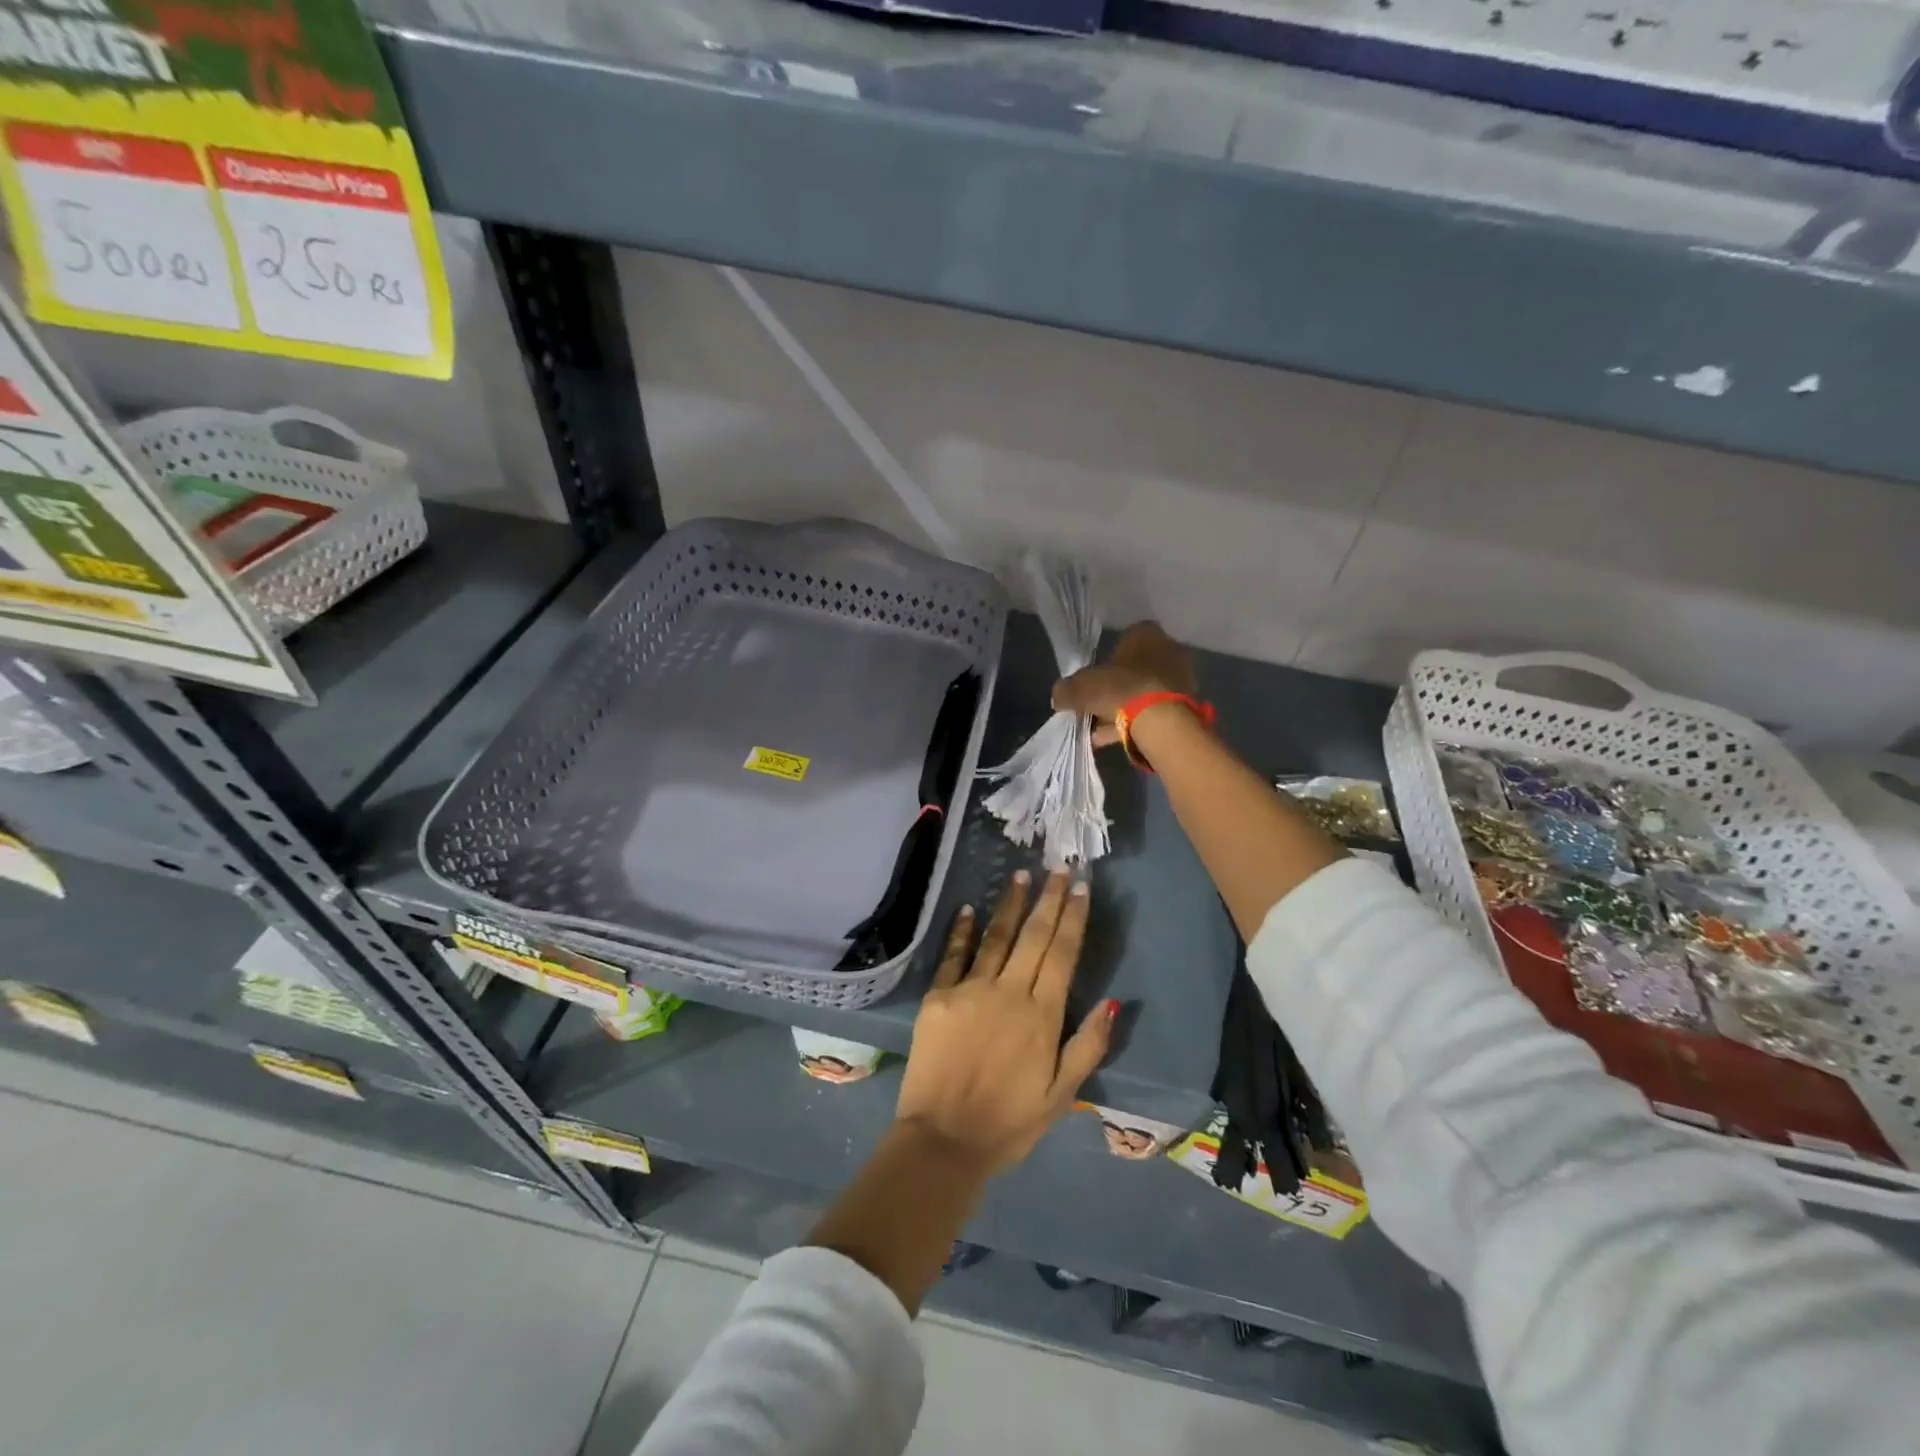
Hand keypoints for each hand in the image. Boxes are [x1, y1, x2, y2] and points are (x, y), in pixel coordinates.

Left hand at [895, 870, 1115, 1174]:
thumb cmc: (1009, 1123)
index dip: (1072, 917)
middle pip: (1033, 936)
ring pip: (996, 937)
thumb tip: (1113, 1001)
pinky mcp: (937, 998)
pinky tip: (969, 908)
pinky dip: (962, 931)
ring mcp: (969, 990)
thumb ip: (1088, 1046)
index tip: (1080, 887)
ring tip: (1020, 875)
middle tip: (1057, 866)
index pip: (1062, 953)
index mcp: (1042, 1015)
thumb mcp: (1062, 1095)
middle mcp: (1008, 992)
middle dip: (1048, 898)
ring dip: (1010, 905)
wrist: (943, 1141)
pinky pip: (953, 956)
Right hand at [1051, 621, 1195, 746]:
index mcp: (1146, 634)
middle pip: (1135, 667)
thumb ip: (1067, 689)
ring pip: (1144, 692)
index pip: (1126, 638)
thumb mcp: (1080, 687)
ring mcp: (1179, 679)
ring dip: (1124, 707)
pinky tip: (1113, 738)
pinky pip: (1153, 713)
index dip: (1107, 657)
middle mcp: (1168, 650)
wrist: (1160, 722)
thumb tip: (1060, 695)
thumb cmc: (1120, 690)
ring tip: (1100, 728)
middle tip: (1096, 703)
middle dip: (1116, 685)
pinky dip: (1134, 724)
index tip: (1094, 676)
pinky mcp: (1184, 707)